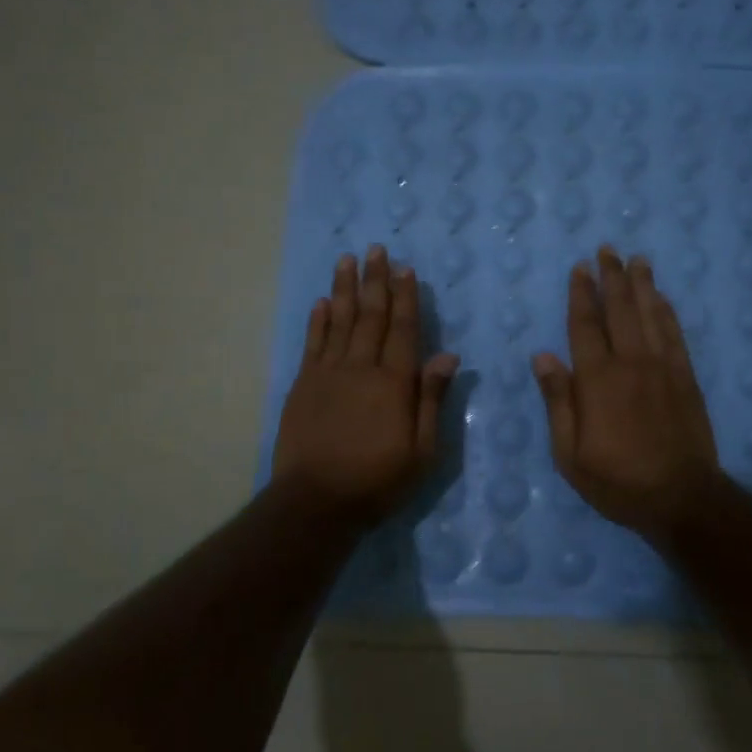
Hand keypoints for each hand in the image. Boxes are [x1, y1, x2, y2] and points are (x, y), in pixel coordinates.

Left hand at [272, 246, 457, 528]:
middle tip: (376, 249)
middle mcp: (361, 368)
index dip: (405, 297)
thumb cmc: (378, 480)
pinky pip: (313, 344)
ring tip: (347, 259)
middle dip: (375, 280)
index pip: (403, 329)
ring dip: (344, 289)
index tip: (405, 268)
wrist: (316, 502)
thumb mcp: (422, 450)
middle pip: (370, 316)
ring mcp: (328, 374)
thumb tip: (448, 356)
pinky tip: (322, 302)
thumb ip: (432, 399)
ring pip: (339, 321)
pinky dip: (318, 320)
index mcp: (394, 383)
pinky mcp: (303, 386)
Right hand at [533, 247, 721, 541]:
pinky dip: (667, 311)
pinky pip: (675, 334)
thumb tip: (543, 356)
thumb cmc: (617, 480)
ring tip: (637, 259)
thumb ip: (558, 401)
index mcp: (598, 380)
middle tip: (608, 249)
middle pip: (620, 309)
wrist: (681, 496)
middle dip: (612, 277)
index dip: (581, 294)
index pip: (585, 325)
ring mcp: (663, 367)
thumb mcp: (570, 453)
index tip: (580, 268)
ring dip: (642, 284)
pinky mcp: (686, 377)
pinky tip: (662, 297)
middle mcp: (631, 363)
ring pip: (650, 314)